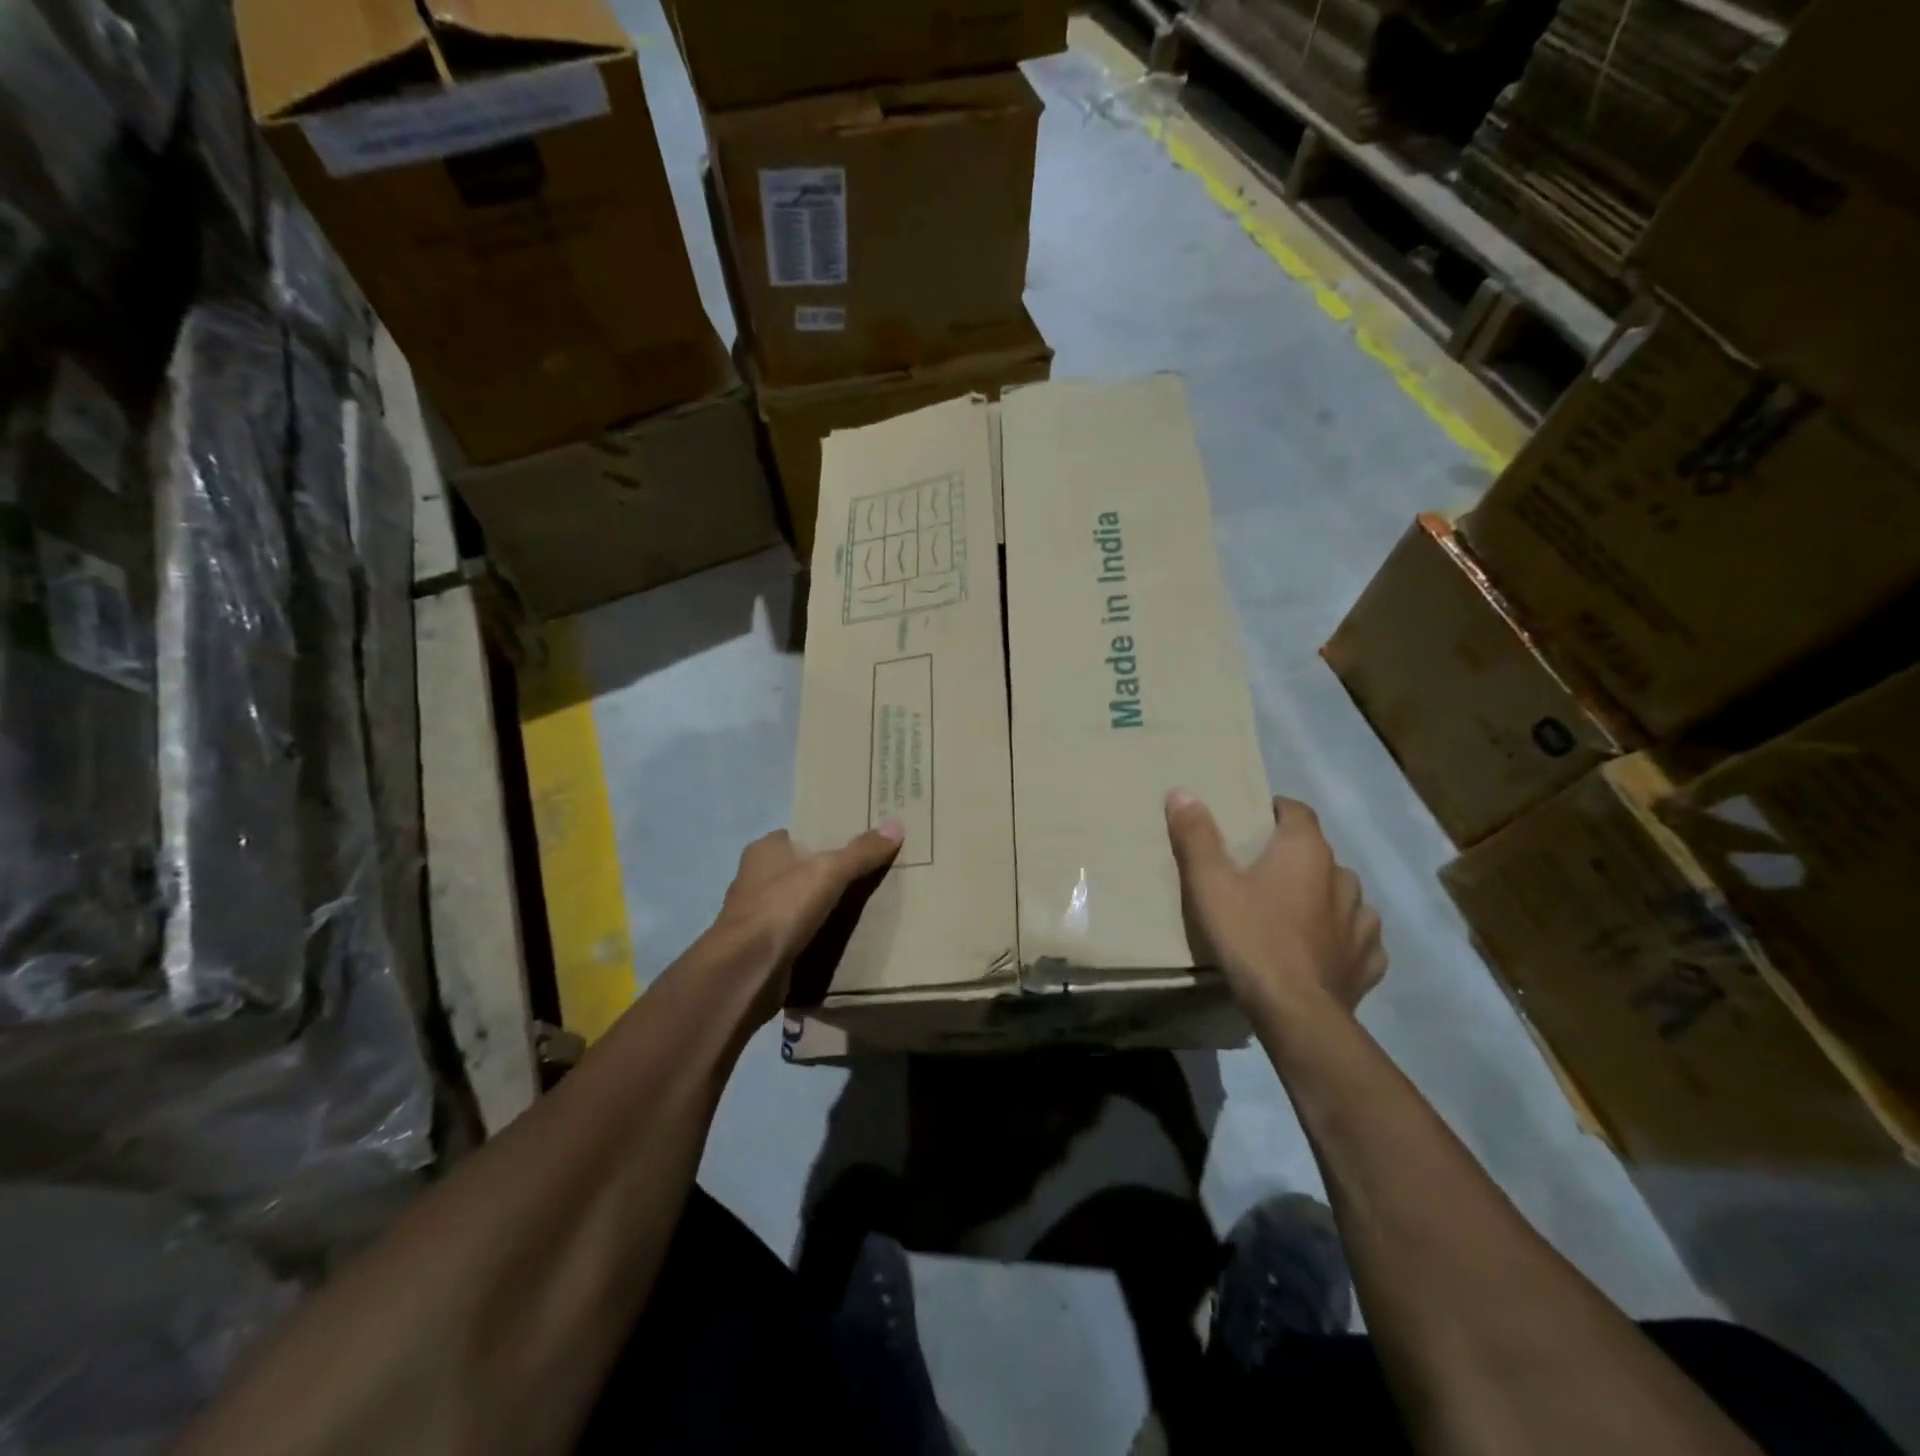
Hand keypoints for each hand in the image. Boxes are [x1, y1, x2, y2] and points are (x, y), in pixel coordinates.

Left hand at [708, 821, 904, 1023]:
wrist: (746, 971)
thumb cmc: (783, 907)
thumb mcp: (830, 872)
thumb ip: (861, 851)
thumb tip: (896, 824)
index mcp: (763, 851)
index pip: (796, 836)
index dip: (822, 839)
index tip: (853, 848)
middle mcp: (753, 878)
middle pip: (796, 870)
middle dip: (822, 875)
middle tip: (863, 878)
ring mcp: (753, 916)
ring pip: (793, 904)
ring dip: (816, 908)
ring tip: (856, 911)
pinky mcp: (758, 948)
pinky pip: (791, 935)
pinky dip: (809, 937)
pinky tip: (834, 942)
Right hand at [1165, 791, 1385, 1019]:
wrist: (1295, 1013)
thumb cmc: (1250, 938)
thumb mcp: (1209, 884)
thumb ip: (1195, 836)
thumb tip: (1182, 792)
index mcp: (1307, 851)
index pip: (1297, 811)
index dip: (1274, 812)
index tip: (1250, 824)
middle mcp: (1343, 877)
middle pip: (1318, 854)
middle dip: (1293, 857)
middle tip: (1260, 874)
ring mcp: (1362, 922)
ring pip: (1344, 895)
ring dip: (1322, 897)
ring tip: (1292, 913)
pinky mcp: (1368, 962)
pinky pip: (1359, 939)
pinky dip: (1342, 938)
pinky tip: (1322, 950)